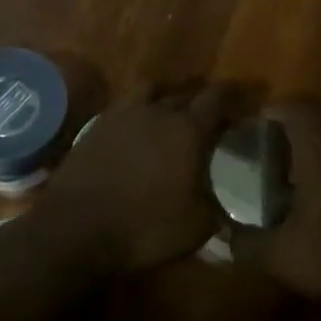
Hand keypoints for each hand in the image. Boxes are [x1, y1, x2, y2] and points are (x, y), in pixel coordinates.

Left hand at [34, 85, 231, 272]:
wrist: (75, 230)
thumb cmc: (144, 227)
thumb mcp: (197, 226)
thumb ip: (219, 206)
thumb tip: (230, 201)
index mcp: (188, 129)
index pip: (218, 98)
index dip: (235, 95)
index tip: (245, 99)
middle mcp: (158, 111)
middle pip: (186, 93)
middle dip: (203, 100)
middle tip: (212, 115)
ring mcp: (123, 115)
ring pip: (152, 90)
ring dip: (167, 97)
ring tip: (172, 112)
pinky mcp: (96, 126)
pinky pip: (125, 107)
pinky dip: (138, 111)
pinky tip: (139, 128)